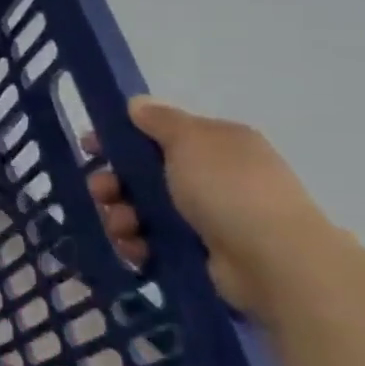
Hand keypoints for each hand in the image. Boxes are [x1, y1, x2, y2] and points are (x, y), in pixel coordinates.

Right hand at [96, 97, 329, 319]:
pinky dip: (137, 244)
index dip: (120, 138)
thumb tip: (137, 104)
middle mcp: (211, 177)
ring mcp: (205, 217)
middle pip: (142, 174)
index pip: (157, 134)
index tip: (89, 147)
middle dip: (113, 182)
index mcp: (216, 145)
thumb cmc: (229, 189)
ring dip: (120, 216)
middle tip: (101, 192)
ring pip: (141, 210)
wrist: (274, 262)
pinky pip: (152, 242)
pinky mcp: (197, 252)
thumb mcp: (191, 140)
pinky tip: (136, 248)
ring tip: (123, 227)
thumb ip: (160, 120)